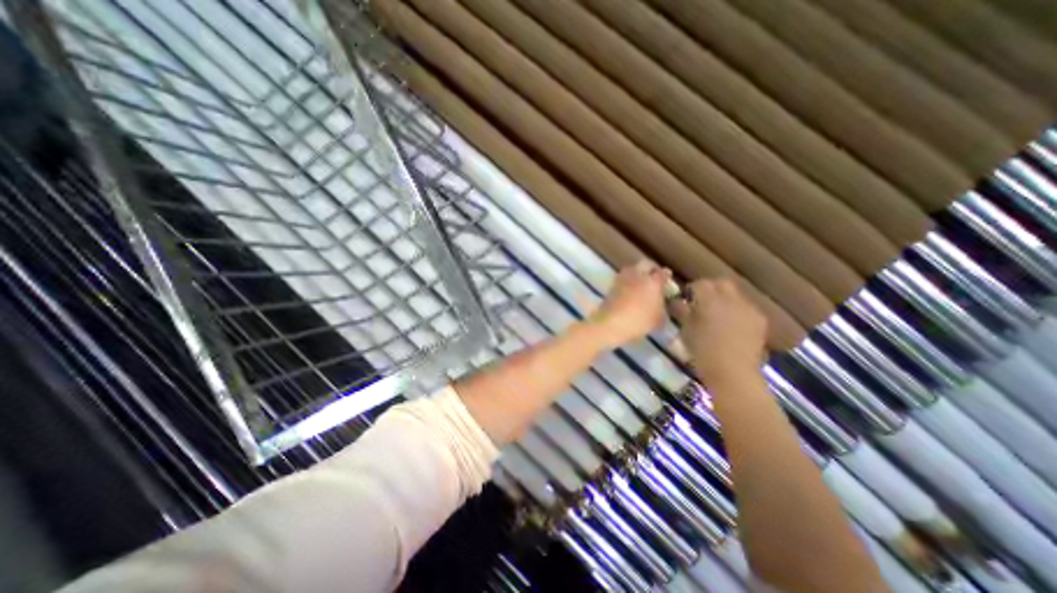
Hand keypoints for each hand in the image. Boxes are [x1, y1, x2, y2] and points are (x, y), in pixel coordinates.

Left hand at [586, 262, 666, 349]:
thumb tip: (662, 302)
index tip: (668, 280)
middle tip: (654, 276)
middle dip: (651, 268)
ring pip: (632, 268)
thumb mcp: (658, 318)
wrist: (611, 323)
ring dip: (637, 272)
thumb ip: (662, 307)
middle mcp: (638, 275)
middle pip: (646, 264)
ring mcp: (623, 278)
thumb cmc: (639, 321)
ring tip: (641, 282)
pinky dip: (628, 280)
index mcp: (653, 282)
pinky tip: (629, 289)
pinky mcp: (612, 285)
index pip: (663, 273)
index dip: (666, 276)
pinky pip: (623, 277)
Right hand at [672, 278, 763, 385]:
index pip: (700, 283)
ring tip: (716, 313)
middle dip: (710, 288)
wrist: (733, 373)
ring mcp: (748, 308)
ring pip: (735, 293)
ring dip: (724, 298)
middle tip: (700, 301)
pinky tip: (731, 324)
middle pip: (720, 283)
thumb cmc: (702, 351)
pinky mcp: (759, 320)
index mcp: (709, 299)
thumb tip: (676, 300)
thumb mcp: (685, 330)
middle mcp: (731, 298)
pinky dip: (736, 309)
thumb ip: (681, 311)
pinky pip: (746, 306)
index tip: (685, 298)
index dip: (691, 289)